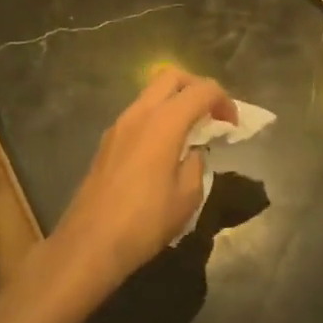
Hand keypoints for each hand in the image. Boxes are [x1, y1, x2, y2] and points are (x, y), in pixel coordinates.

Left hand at [43, 65, 235, 305]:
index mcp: (164, 123)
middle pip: (172, 77)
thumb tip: (192, 152)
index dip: (224, 101)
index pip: (202, 90)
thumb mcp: (188, 196)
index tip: (233, 126)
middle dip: (198, 88)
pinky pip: (139, 114)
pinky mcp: (107, 142)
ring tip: (191, 132)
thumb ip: (197, 163)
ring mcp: (119, 126)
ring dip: (176, 102)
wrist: (89, 244)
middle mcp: (139, 114)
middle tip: (212, 114)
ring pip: (152, 93)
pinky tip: (166, 148)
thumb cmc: (145, 221)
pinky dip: (159, 118)